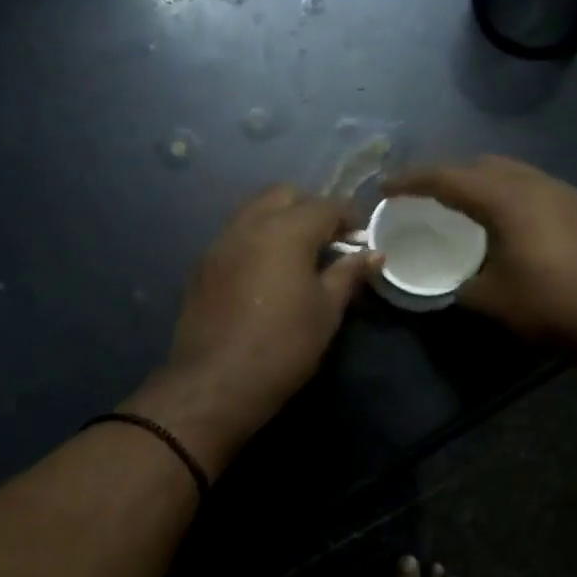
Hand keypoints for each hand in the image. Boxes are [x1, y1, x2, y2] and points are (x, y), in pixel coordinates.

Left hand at [125, 186, 376, 474]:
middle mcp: (249, 224)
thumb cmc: (284, 345)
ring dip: (279, 219)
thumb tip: (373, 254)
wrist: (217, 381)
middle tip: (328, 240)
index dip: (349, 217)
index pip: (325, 206)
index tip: (362, 237)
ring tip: (297, 254)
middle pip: (284, 195)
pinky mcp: (203, 265)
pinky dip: (256, 239)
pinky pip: (235, 235)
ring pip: (254, 211)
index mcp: (286, 230)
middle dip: (310, 208)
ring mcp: (220, 242)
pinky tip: (266, 270)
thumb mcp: (326, 310)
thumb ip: (348, 274)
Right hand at [385, 156, 576, 351]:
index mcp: (505, 198)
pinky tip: (503, 220)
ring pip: (510, 173)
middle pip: (481, 165)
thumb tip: (453, 284)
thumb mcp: (492, 300)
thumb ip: (461, 285)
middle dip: (447, 175)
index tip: (385, 187)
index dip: (411, 180)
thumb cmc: (550, 303)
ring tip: (461, 204)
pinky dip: (506, 194)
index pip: (447, 178)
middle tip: (423, 195)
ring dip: (480, 182)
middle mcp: (533, 184)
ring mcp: (562, 193)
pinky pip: (531, 187)